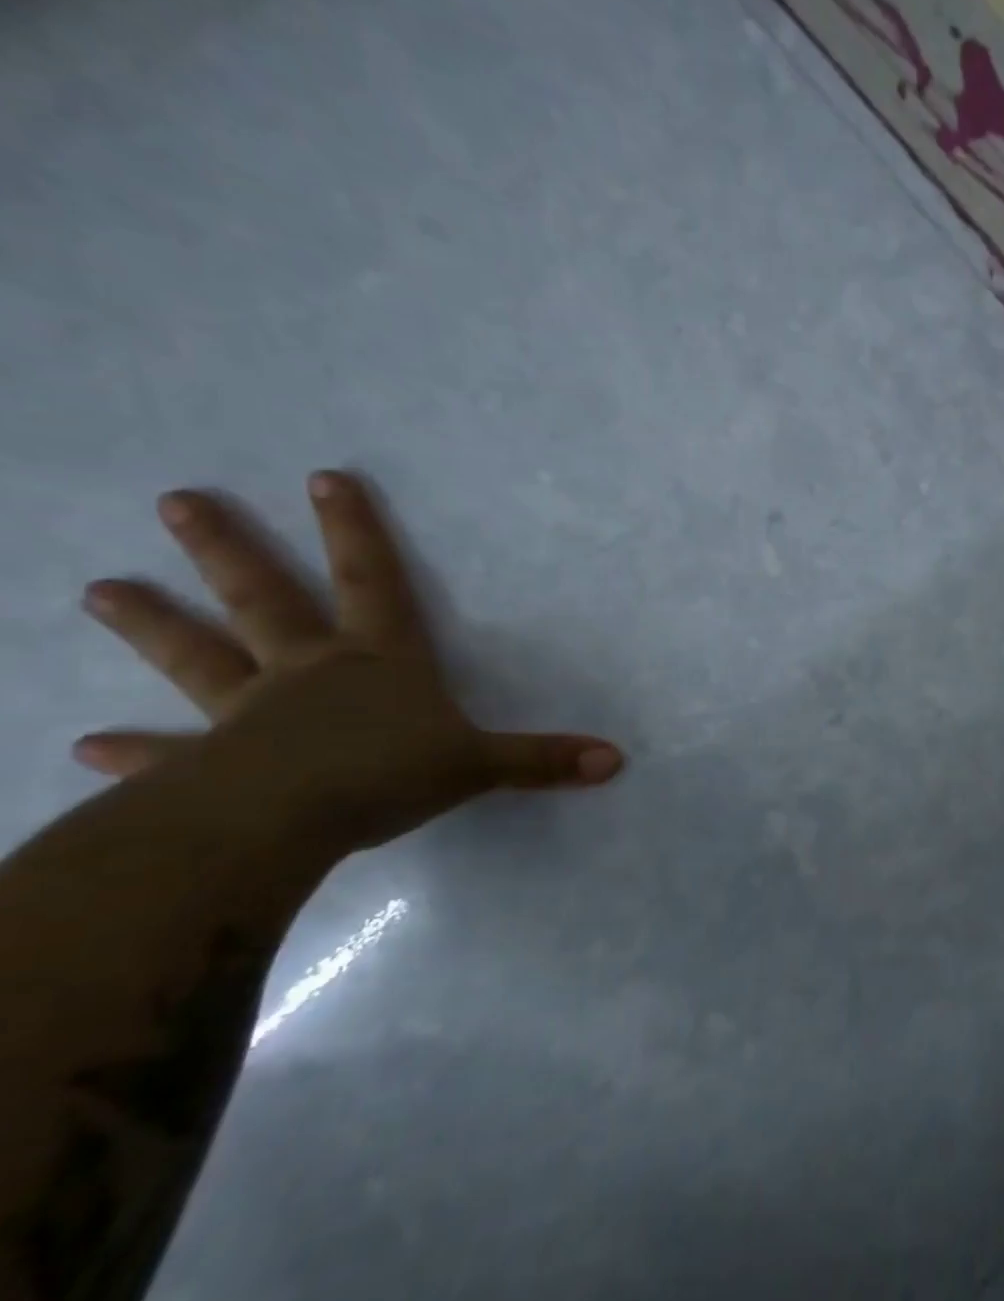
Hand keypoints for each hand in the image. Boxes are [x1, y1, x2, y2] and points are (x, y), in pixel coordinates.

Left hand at [77, 471, 623, 853]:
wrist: (287, 822)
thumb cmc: (389, 774)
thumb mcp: (481, 765)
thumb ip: (544, 760)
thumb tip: (616, 760)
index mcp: (379, 661)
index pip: (372, 582)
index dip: (355, 531)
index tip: (323, 478)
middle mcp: (310, 672)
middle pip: (267, 600)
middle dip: (228, 551)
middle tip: (176, 502)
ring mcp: (252, 715)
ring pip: (201, 658)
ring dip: (156, 625)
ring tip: (99, 590)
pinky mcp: (212, 766)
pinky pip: (172, 753)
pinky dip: (135, 750)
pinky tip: (91, 745)